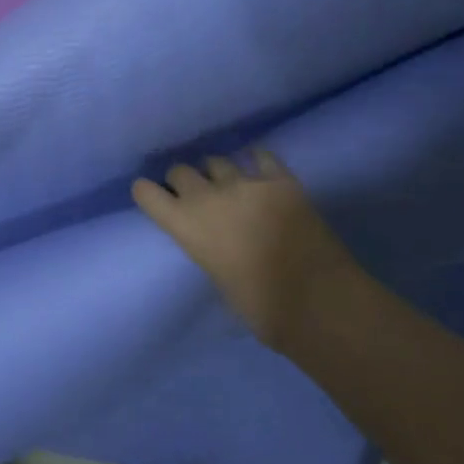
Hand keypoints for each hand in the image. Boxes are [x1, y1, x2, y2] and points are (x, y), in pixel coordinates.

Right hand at [132, 150, 367, 352]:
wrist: (317, 302)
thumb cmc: (259, 307)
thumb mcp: (214, 276)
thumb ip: (205, 246)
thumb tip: (214, 237)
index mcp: (184, 225)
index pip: (146, 193)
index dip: (148, 193)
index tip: (155, 198)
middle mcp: (208, 196)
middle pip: (181, 171)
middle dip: (184, 181)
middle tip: (197, 196)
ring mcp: (246, 183)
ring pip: (217, 161)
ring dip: (217, 173)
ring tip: (229, 184)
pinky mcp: (281, 180)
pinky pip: (261, 156)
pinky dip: (256, 162)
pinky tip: (259, 170)